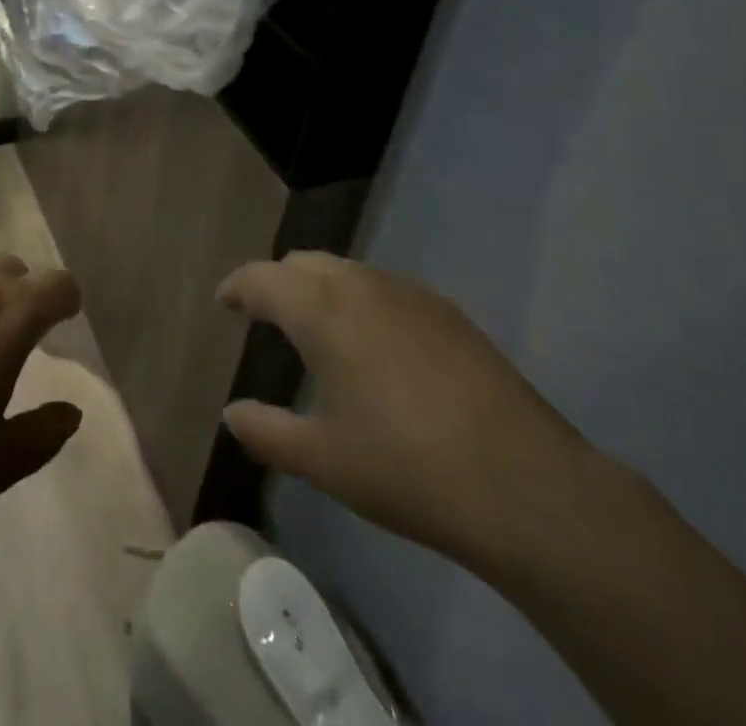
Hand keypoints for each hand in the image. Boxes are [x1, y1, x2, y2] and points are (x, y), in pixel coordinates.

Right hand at [218, 253, 603, 579]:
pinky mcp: (447, 312)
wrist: (521, 483)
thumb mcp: (322, 459)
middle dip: (278, 282)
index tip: (224, 300)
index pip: (263, 278)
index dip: (237, 286)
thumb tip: (232, 413)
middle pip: (305, 263)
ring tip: (316, 330)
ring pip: (348, 271)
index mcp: (322, 309)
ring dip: (321, 288)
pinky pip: (385, 289)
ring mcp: (411, 293)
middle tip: (265, 315)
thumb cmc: (404, 468)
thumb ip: (266, 431)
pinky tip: (374, 346)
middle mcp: (363, 284)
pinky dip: (360, 301)